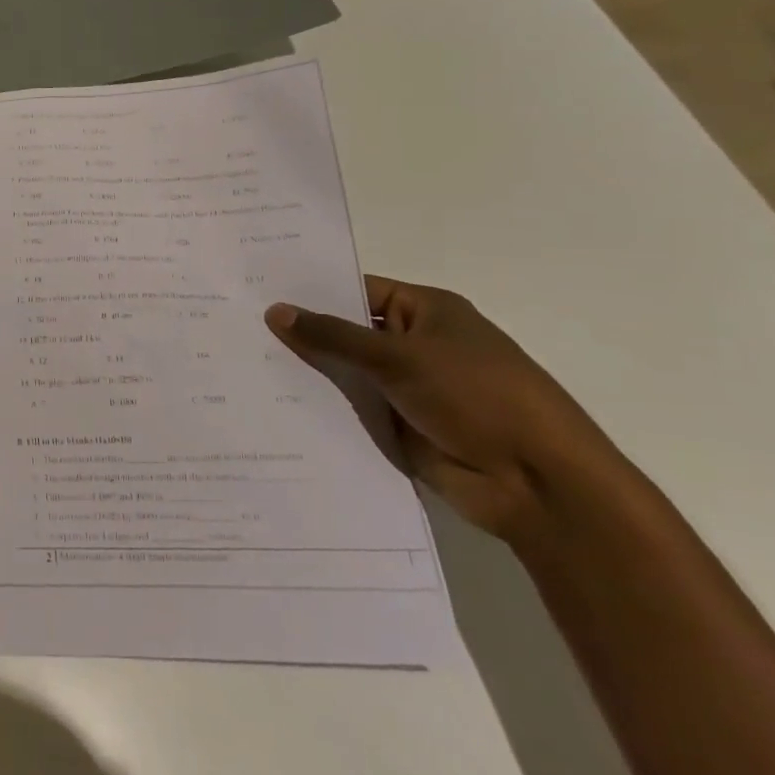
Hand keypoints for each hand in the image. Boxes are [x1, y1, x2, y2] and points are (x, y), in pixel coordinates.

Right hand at [265, 276, 627, 539]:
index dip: (310, 290)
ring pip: (345, 372)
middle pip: (346, 331)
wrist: (537, 484)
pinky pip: (350, 408)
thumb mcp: (399, 357)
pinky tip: (270, 402)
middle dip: (300, 332)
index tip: (256, 289)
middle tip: (237, 324)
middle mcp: (414, 344)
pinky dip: (320, 406)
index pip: (355, 289)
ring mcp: (406, 387)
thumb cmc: (477, 397)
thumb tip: (274, 311)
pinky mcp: (399, 426)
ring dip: (307, 371)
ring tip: (242, 361)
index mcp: (426, 311)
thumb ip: (333, 335)